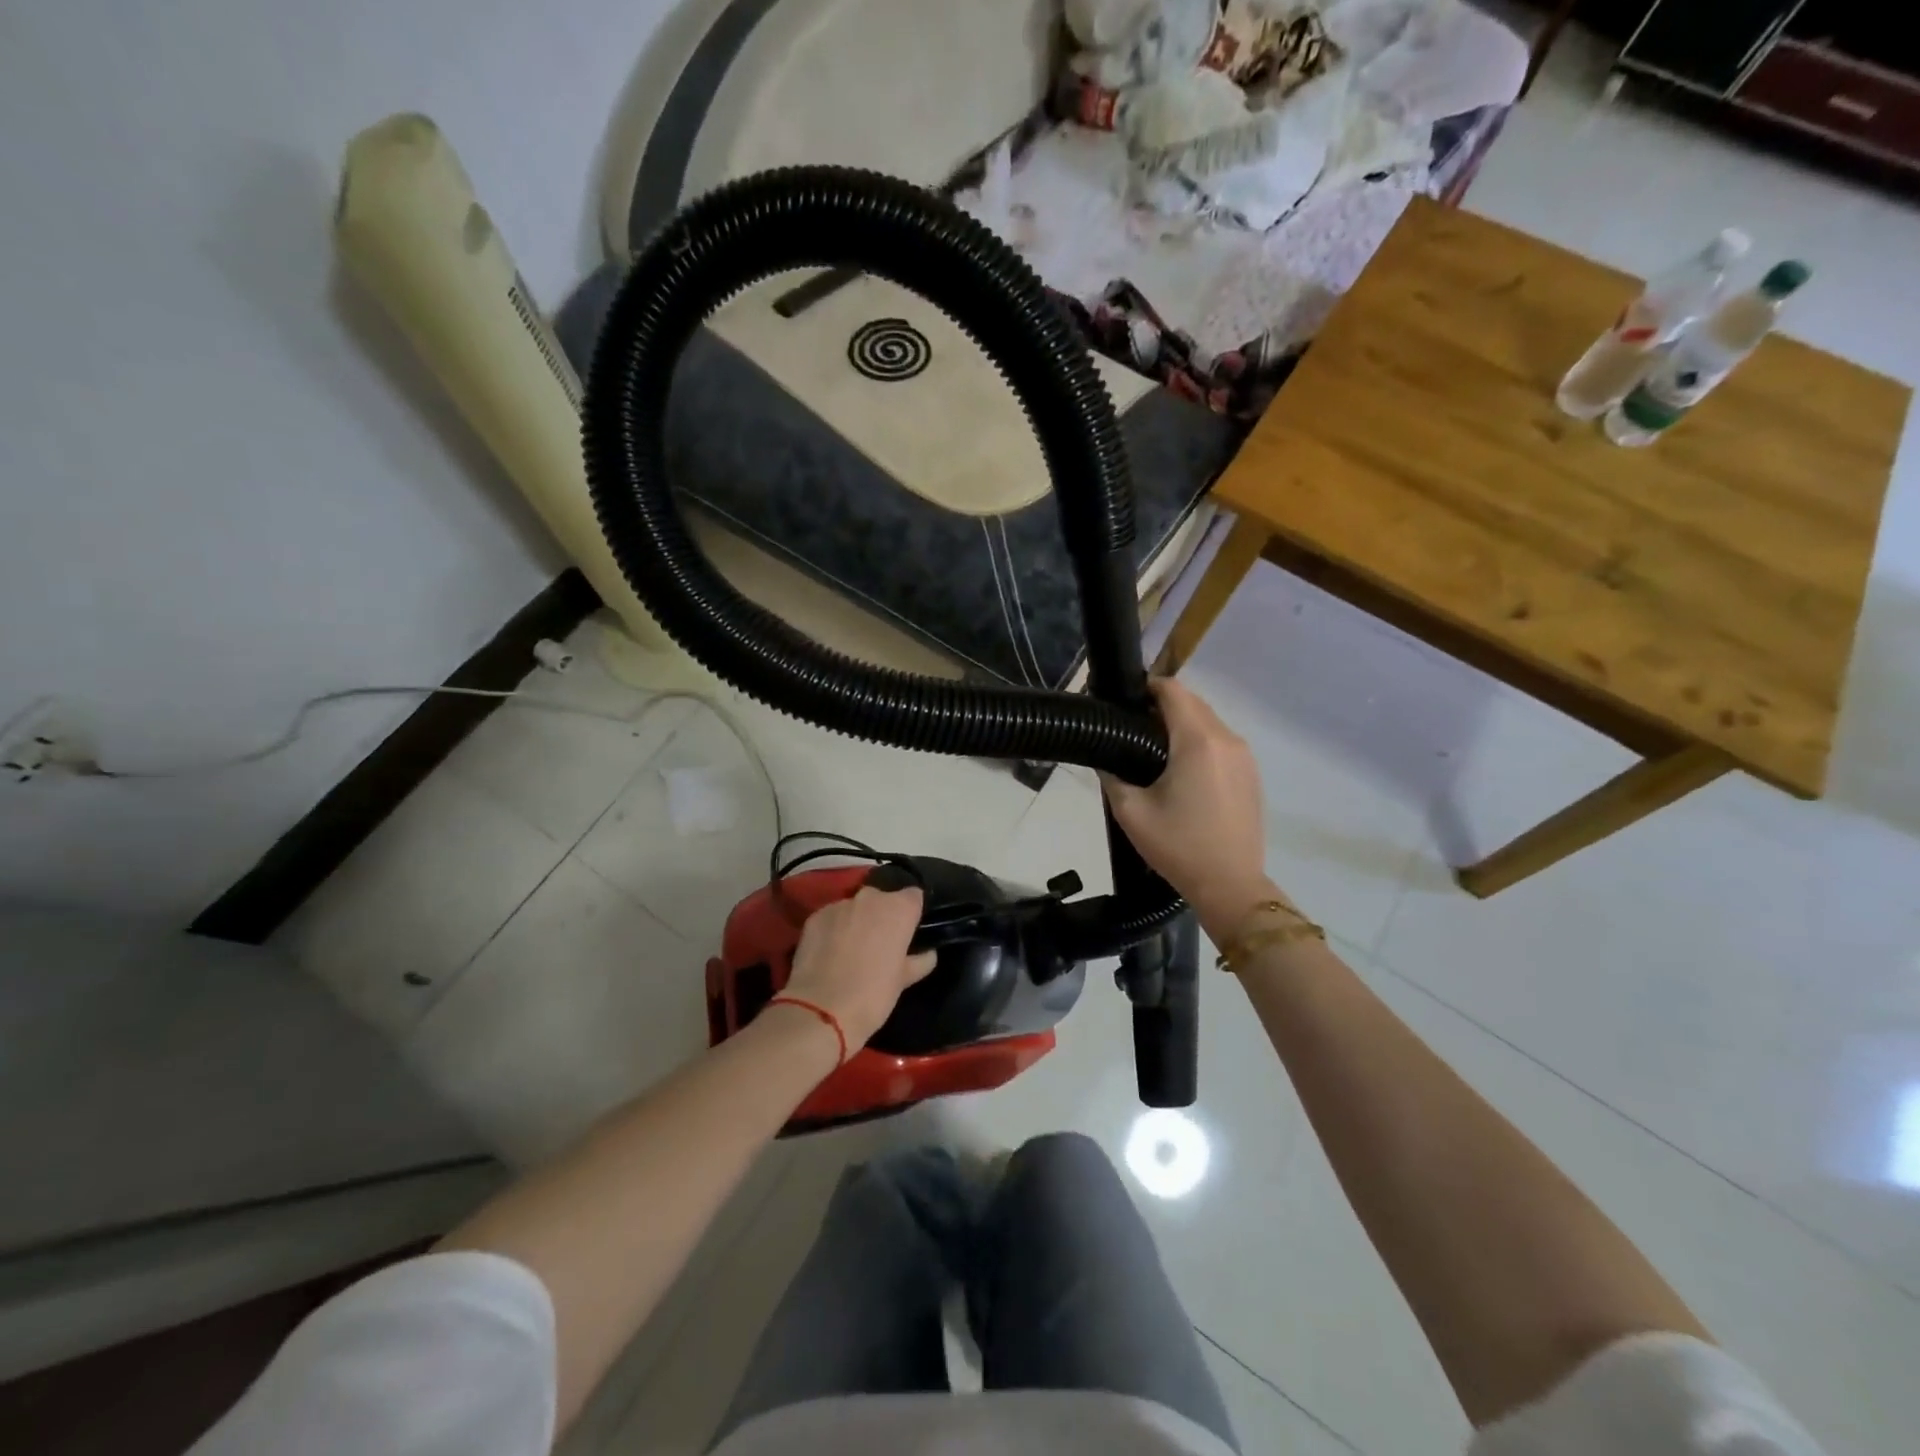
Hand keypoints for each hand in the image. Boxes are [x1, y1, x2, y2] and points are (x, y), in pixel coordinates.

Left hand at [782, 886, 937, 1051]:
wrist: (822, 1010)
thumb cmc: (873, 995)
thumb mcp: (903, 981)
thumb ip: (919, 961)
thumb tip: (928, 954)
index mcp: (899, 909)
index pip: (913, 896)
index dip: (911, 913)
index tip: (908, 932)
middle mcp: (870, 898)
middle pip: (882, 898)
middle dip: (882, 915)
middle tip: (880, 943)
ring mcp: (839, 905)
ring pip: (854, 907)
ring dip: (856, 921)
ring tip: (851, 949)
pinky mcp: (815, 917)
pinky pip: (831, 917)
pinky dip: (833, 929)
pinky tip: (829, 952)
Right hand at [1102, 679, 1283, 941]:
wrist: (1230, 884)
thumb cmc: (1178, 846)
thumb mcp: (1130, 811)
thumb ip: (1112, 775)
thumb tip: (1103, 756)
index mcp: (1198, 742)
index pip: (1173, 691)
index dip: (1147, 687)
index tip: (1124, 700)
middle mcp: (1227, 739)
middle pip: (1193, 702)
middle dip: (1163, 705)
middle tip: (1132, 726)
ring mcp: (1244, 756)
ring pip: (1209, 721)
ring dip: (1183, 723)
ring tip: (1153, 748)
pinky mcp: (1252, 773)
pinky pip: (1222, 742)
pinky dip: (1200, 742)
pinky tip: (1181, 769)